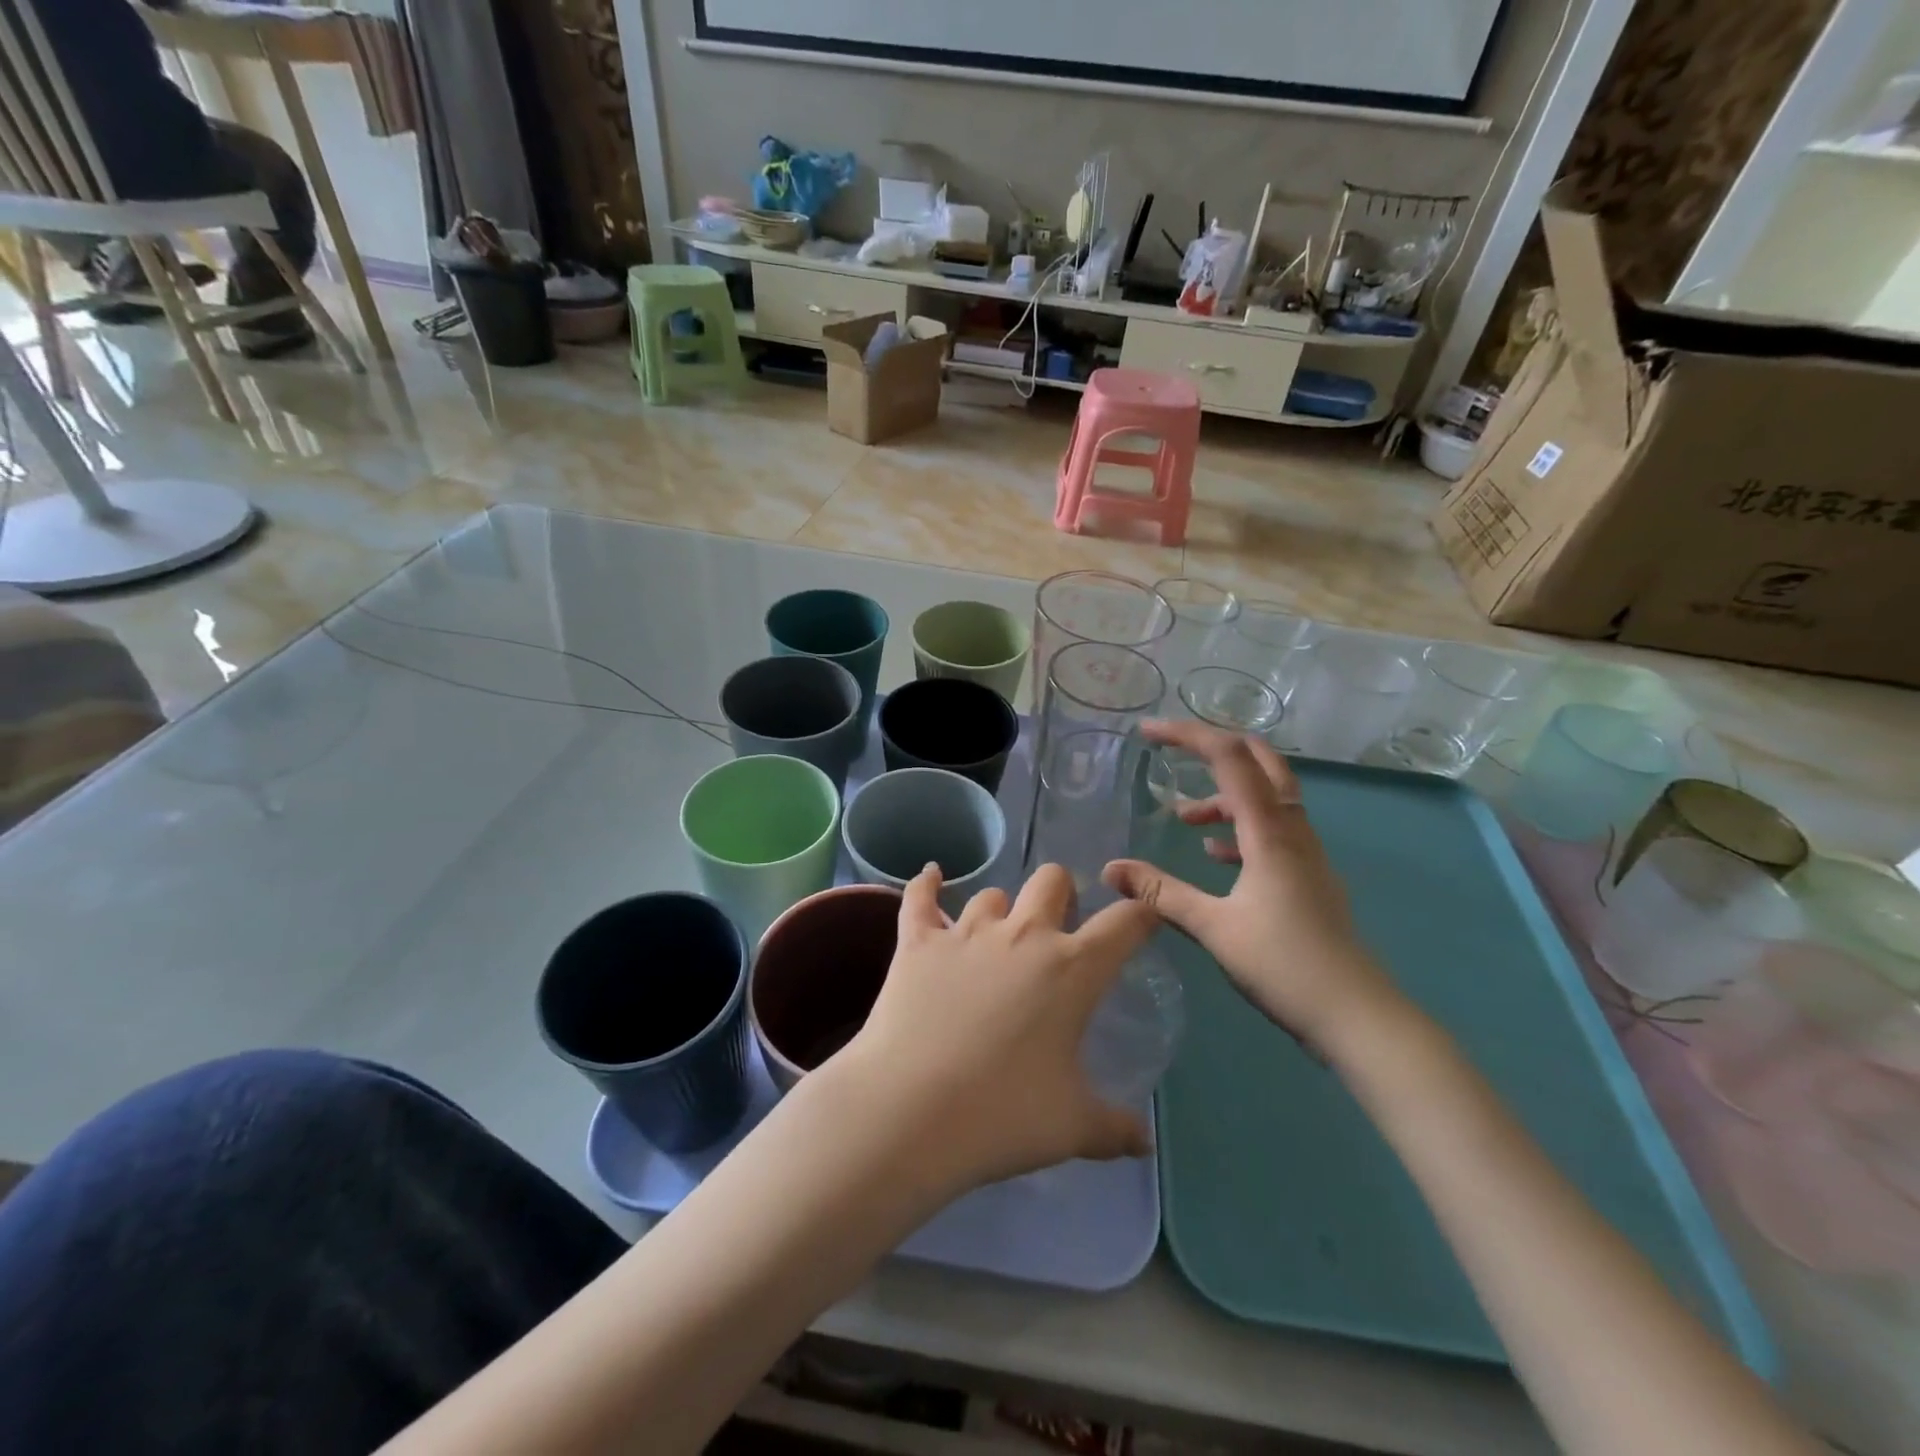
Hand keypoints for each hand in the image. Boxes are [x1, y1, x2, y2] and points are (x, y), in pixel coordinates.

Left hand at [836, 864, 1157, 1194]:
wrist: (909, 1112)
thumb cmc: (1002, 1115)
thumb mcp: (1072, 1127)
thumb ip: (1114, 1128)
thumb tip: (1143, 1142)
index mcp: (1071, 969)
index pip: (1124, 923)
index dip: (1141, 915)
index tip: (1143, 920)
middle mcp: (1022, 935)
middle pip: (1052, 880)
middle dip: (1063, 894)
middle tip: (1059, 928)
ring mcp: (966, 933)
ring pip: (991, 894)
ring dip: (1000, 910)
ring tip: (996, 936)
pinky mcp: (917, 942)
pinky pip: (920, 897)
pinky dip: (926, 884)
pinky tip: (930, 876)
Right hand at [1103, 721, 1404, 1057]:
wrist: (1356, 1016)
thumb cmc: (1283, 964)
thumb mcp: (1212, 927)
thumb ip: (1159, 893)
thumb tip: (1109, 868)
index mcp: (1269, 831)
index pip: (1230, 758)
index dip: (1188, 735)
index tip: (1148, 731)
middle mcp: (1292, 830)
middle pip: (1261, 762)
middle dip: (1216, 747)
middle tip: (1175, 749)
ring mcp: (1305, 853)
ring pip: (1266, 799)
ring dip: (1224, 796)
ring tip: (1183, 818)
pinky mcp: (1308, 877)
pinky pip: (1272, 832)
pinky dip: (1240, 829)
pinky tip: (1215, 856)